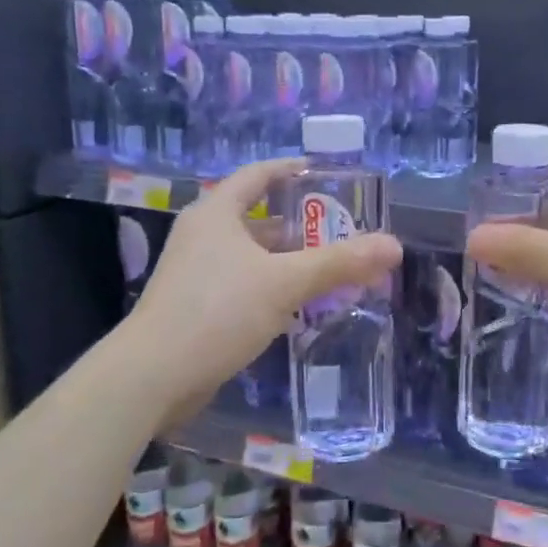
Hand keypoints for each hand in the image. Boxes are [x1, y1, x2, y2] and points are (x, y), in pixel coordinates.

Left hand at [129, 159, 401, 411]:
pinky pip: (242, 285)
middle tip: (342, 232)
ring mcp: (195, 272)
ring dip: (288, 261)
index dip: (291, 171)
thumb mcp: (284, 282)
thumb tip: (394, 246)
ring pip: (252, 256)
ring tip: (330, 269)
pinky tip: (299, 307)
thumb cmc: (218, 311)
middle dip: (300, 225)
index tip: (325, 174)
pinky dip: (271, 288)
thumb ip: (339, 263)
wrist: (153, 375)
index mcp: (216, 213)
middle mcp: (203, 235)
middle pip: (258, 218)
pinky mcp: (196, 307)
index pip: (258, 175)